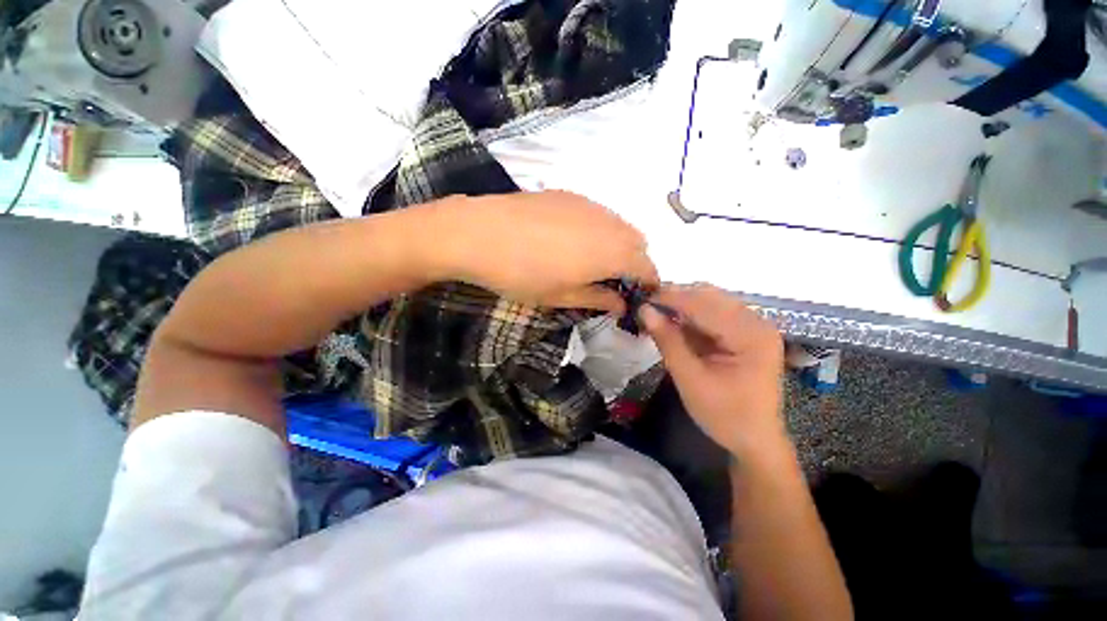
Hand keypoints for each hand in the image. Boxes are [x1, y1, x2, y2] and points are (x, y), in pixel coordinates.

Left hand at [431, 191, 658, 312]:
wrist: (479, 233)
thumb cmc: (523, 274)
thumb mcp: (562, 296)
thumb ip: (598, 299)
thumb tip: (621, 304)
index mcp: (613, 252)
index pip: (647, 267)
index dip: (648, 283)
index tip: (639, 295)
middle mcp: (610, 223)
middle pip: (638, 242)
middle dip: (634, 263)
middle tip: (612, 280)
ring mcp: (590, 204)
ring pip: (619, 225)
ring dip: (617, 244)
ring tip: (591, 260)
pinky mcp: (569, 194)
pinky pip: (598, 213)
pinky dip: (598, 229)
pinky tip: (571, 239)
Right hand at [639, 285, 785, 457]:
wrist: (753, 440)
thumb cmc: (724, 415)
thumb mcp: (690, 379)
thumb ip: (668, 341)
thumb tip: (645, 310)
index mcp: (751, 335)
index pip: (705, 305)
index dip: (671, 298)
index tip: (641, 298)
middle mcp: (756, 323)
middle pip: (710, 297)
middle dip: (676, 298)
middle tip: (647, 306)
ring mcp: (752, 327)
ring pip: (710, 302)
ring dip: (682, 306)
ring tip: (655, 314)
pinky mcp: (744, 333)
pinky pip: (713, 315)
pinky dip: (690, 317)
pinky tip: (672, 323)